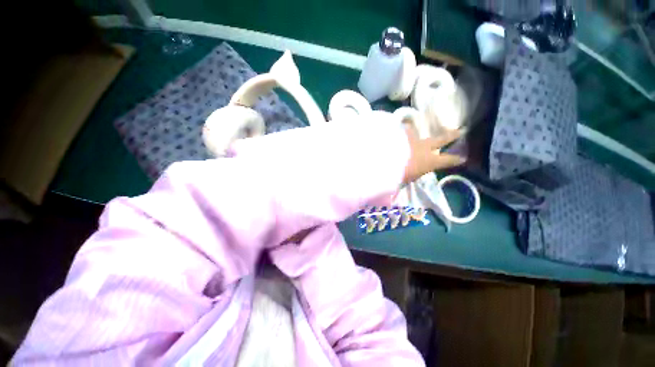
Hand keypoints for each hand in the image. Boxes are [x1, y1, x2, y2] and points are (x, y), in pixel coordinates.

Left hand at [402, 125, 464, 184]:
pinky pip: (403, 129)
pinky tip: (400, 126)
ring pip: (420, 132)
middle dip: (452, 136)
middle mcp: (424, 147)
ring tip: (418, 127)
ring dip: (420, 131)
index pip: (447, 160)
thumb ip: (412, 174)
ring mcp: (412, 138)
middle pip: (441, 140)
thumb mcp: (408, 179)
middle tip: (461, 131)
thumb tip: (411, 173)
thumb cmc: (398, 175)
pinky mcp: (400, 133)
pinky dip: (403, 129)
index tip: (462, 158)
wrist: (385, 161)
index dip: (455, 160)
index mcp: (429, 161)